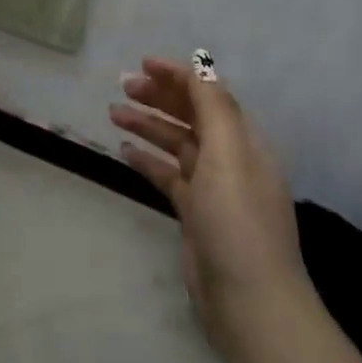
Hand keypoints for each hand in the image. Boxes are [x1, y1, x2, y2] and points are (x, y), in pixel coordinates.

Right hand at [110, 57, 304, 335]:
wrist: (248, 298)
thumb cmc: (237, 220)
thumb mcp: (228, 155)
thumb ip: (213, 109)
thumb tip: (199, 69)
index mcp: (244, 142)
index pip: (210, 96)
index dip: (179, 76)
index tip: (142, 64)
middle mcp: (231, 159)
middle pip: (192, 117)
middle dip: (160, 97)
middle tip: (122, 86)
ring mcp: (212, 188)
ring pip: (176, 145)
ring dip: (148, 125)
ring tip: (113, 112)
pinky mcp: (195, 214)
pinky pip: (168, 175)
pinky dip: (147, 160)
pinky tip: (124, 151)